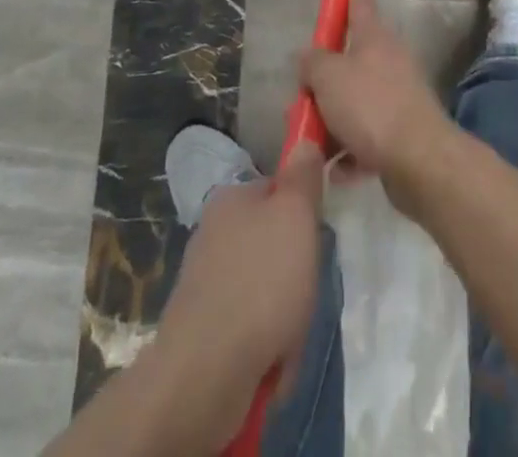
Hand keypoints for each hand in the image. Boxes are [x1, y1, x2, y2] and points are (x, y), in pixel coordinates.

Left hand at [155, 142, 325, 423]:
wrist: (204, 375)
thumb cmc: (260, 282)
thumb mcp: (295, 215)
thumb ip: (303, 177)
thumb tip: (303, 140)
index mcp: (230, 198)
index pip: (277, 190)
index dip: (302, 211)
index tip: (316, 236)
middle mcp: (212, 233)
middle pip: (270, 240)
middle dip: (293, 267)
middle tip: (307, 287)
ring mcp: (203, 282)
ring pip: (261, 285)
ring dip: (282, 309)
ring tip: (291, 332)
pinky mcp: (200, 329)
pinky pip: (247, 324)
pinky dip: (264, 340)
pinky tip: (273, 359)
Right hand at [301, 0, 451, 192]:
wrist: (419, 160)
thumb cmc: (370, 106)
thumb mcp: (328, 78)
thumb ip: (312, 63)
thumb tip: (307, 56)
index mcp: (373, 37)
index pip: (360, 3)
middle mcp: (389, 60)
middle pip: (350, 61)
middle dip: (324, 82)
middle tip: (302, 101)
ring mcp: (398, 96)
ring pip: (356, 102)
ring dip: (334, 123)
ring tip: (314, 145)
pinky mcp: (402, 133)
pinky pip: (368, 138)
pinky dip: (351, 152)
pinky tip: (337, 171)